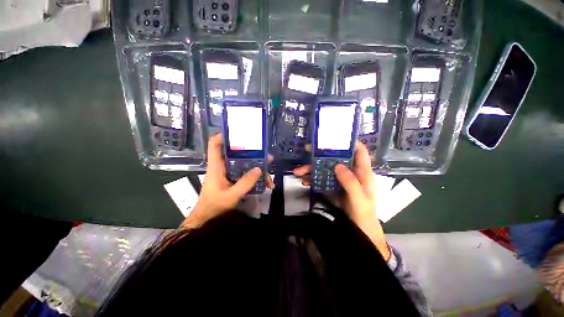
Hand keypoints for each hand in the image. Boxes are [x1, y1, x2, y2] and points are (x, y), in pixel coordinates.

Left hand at [181, 133, 273, 227]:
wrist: (206, 218)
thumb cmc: (215, 206)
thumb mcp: (232, 195)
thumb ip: (245, 183)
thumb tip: (259, 169)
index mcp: (216, 166)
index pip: (214, 144)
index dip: (223, 135)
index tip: (238, 132)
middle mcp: (221, 166)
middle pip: (234, 152)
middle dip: (250, 151)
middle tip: (265, 153)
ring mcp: (227, 172)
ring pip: (242, 163)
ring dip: (255, 165)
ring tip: (268, 170)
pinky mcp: (231, 178)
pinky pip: (244, 172)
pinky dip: (254, 175)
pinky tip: (264, 182)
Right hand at [292, 142, 389, 260]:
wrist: (359, 230)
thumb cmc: (364, 214)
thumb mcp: (359, 199)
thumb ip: (350, 183)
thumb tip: (337, 165)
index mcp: (362, 172)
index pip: (359, 152)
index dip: (349, 142)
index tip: (335, 136)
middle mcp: (350, 172)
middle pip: (335, 158)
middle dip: (320, 154)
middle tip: (307, 149)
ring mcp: (340, 179)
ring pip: (325, 168)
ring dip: (311, 168)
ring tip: (298, 171)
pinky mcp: (332, 186)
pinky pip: (321, 178)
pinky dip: (312, 178)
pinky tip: (304, 181)